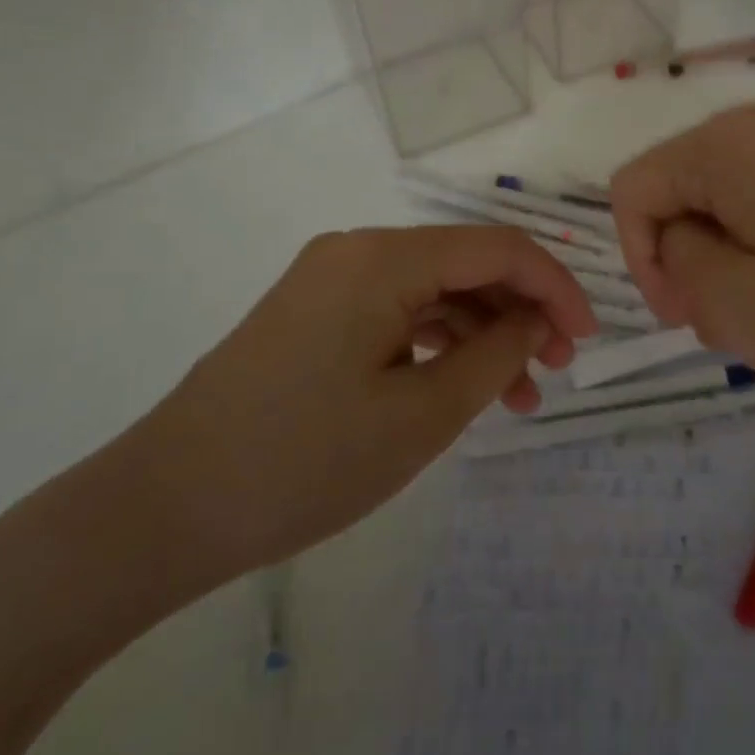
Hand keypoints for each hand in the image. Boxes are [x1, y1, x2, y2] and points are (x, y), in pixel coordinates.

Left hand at [116, 226, 596, 589]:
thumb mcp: (422, 415)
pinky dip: (437, 343)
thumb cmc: (304, 462)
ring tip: (519, 395)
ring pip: (432, 290)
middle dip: (520, 310)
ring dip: (482, 332)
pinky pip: (396, 312)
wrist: (165, 507)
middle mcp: (357, 250)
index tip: (589, 337)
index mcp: (383, 258)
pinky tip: (462, 387)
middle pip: (465, 263)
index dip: (554, 286)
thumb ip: (495, 354)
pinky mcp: (315, 312)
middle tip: (557, 368)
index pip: (497, 248)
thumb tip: (535, 319)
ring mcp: (331, 279)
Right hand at [610, 85, 754, 440]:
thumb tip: (681, 240)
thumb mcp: (747, 312)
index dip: (640, 256)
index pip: (639, 184)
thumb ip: (682, 266)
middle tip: (735, 327)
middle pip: (691, 184)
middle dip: (695, 256)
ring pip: (741, 193)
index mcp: (739, 139)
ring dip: (739, 255)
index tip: (681, 317)